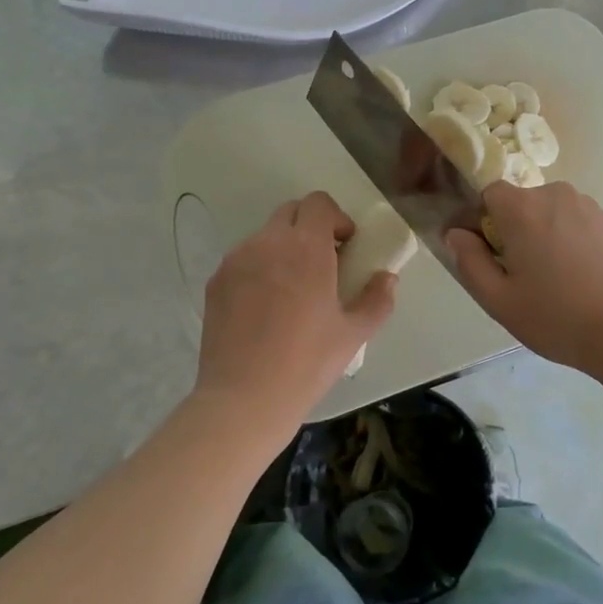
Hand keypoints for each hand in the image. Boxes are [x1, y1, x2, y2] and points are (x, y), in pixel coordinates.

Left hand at [195, 192, 396, 436]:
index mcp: (306, 248)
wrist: (243, 399)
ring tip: (292, 290)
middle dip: (310, 228)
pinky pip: (243, 260)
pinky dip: (259, 268)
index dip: (336, 218)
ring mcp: (236, 261)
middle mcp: (267, 243)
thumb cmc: (307, 363)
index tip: (345, 247)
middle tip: (323, 264)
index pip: (319, 203)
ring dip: (284, 248)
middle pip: (291, 212)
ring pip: (265, 236)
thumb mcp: (354, 334)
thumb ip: (377, 299)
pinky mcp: (215, 282)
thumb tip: (387, 278)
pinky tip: (265, 308)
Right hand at [446, 181, 602, 377]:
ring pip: (553, 213)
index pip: (489, 194)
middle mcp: (557, 195)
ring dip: (547, 235)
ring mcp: (591, 207)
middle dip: (516, 230)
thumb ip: (469, 261)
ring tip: (558, 279)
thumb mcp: (498, 300)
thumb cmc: (556, 318)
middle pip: (523, 203)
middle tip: (523, 275)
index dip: (483, 221)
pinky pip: (580, 224)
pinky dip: (574, 242)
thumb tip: (456, 234)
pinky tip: (584, 279)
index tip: (490, 255)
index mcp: (523, 209)